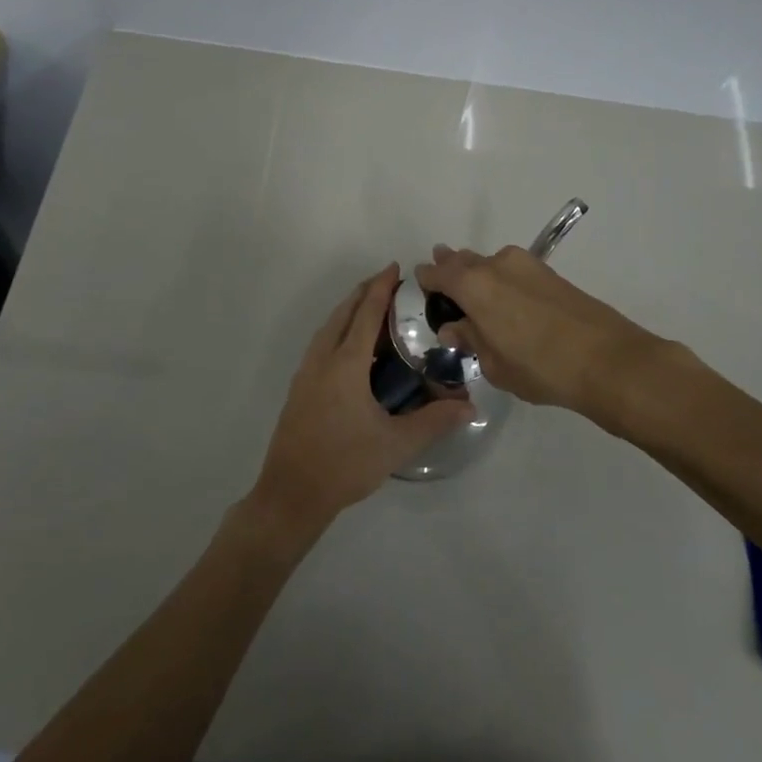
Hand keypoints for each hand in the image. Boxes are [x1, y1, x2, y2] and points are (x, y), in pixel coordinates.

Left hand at [248, 264, 473, 537]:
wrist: (291, 494)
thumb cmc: (345, 464)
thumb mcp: (396, 444)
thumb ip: (434, 421)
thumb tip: (470, 406)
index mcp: (345, 364)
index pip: (366, 314)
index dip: (381, 288)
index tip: (395, 268)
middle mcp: (322, 360)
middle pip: (343, 313)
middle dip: (364, 292)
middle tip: (388, 282)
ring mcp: (306, 373)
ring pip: (328, 328)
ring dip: (349, 310)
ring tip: (371, 307)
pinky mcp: (299, 389)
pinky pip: (321, 344)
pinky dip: (338, 330)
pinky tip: (352, 347)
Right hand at [416, 244, 665, 423]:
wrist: (606, 359)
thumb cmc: (539, 367)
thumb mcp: (494, 364)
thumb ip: (471, 340)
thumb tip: (456, 328)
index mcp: (473, 285)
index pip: (438, 273)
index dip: (426, 279)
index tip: (420, 285)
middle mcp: (495, 264)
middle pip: (463, 260)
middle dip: (451, 268)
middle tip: (441, 280)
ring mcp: (526, 265)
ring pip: (490, 263)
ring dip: (478, 273)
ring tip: (473, 292)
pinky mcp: (549, 273)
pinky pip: (512, 270)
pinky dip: (501, 279)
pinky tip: (504, 299)